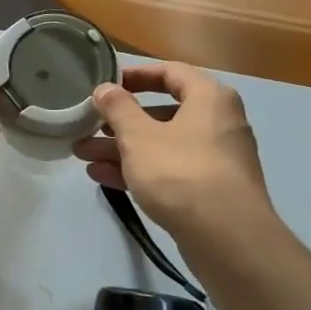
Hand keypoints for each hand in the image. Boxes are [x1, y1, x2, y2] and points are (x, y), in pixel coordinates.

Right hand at [72, 63, 273, 238]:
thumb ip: (118, 108)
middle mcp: (218, 122)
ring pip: (162, 144)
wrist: (227, 237)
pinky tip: (103, 178)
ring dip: (122, 148)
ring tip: (83, 155)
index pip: (170, 72)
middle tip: (88, 126)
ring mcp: (217, 158)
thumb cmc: (180, 172)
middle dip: (120, 122)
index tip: (106, 85)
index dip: (135, 75)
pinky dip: (140, 170)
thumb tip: (105, 88)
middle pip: (162, 112)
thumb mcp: (138, 136)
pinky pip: (170, 170)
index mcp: (209, 97)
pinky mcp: (210, 190)